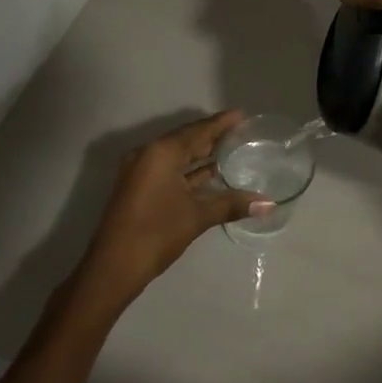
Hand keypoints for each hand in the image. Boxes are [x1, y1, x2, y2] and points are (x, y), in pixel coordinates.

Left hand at [75, 112, 270, 306]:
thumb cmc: (156, 234)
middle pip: (186, 140)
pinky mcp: (138, 187)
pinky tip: (210, 174)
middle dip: (212, 137)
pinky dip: (188, 170)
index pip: (197, 131)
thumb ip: (232, 205)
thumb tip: (269, 204)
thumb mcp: (197, 217)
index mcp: (161, 152)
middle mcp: (148, 154)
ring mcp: (139, 171)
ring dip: (200, 154)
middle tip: (241, 132)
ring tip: (231, 150)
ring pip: (176, 156)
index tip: (242, 114)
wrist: (112, 268)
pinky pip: (168, 169)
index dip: (221, 123)